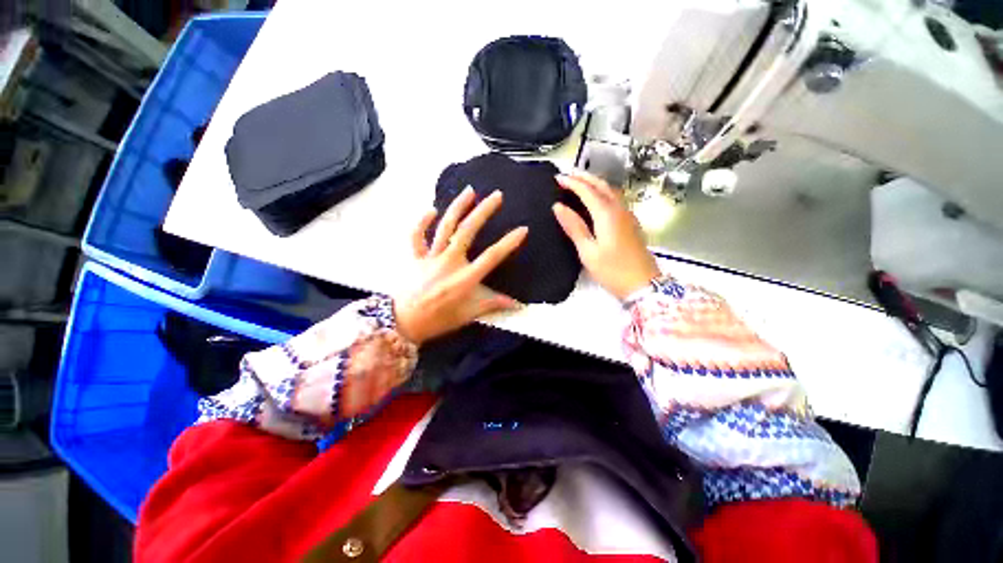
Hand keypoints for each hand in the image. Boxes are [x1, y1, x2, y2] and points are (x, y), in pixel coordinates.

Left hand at [394, 187, 527, 344]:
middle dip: (484, 211)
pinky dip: (421, 222)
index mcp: (465, 278)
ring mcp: (431, 257)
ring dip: (458, 207)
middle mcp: (450, 262)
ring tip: (470, 191)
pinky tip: (430, 209)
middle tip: (497, 195)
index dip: (509, 242)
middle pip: (468, 231)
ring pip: (445, 227)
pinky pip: (416, 236)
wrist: (403, 323)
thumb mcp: (468, 314)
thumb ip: (492, 304)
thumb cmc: (439, 320)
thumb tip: (516, 305)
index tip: (523, 229)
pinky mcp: (416, 257)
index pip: (492, 256)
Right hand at [552, 172, 660, 300]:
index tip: (557, 178)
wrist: (643, 284)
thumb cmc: (612, 270)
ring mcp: (628, 215)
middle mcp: (619, 210)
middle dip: (584, 177)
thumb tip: (558, 207)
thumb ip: (574, 227)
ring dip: (595, 182)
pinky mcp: (631, 223)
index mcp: (607, 215)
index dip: (572, 182)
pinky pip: (616, 199)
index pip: (587, 191)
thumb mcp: (588, 251)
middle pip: (602, 185)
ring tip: (580, 181)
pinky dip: (603, 192)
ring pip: (611, 190)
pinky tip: (597, 198)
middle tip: (568, 174)